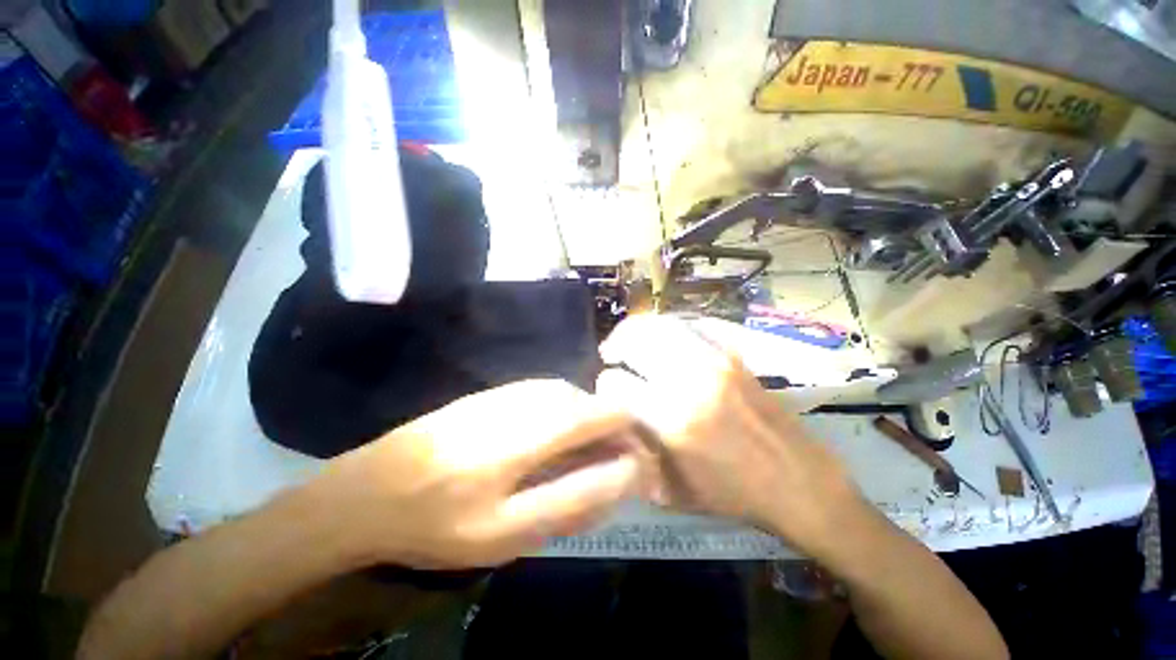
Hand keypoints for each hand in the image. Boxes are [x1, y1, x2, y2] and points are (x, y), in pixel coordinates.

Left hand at [312, 380, 643, 568]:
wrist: (366, 492)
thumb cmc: (436, 522)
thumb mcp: (507, 532)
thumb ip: (572, 499)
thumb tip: (624, 474)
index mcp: (532, 430)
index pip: (603, 412)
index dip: (628, 432)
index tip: (632, 460)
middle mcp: (525, 398)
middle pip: (588, 401)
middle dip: (607, 429)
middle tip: (603, 466)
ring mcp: (506, 392)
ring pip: (566, 394)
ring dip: (583, 419)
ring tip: (579, 455)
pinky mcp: (491, 394)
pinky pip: (542, 394)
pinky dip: (560, 412)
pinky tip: (547, 439)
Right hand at [596, 315, 862, 557]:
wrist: (797, 482)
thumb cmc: (730, 494)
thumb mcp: (668, 490)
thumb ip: (632, 449)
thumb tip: (612, 416)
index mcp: (672, 420)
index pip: (615, 382)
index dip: (604, 387)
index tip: (609, 394)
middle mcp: (691, 381)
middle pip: (634, 339)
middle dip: (615, 346)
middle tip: (611, 355)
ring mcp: (715, 361)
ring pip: (660, 324)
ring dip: (637, 329)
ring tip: (630, 340)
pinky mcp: (732, 354)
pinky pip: (689, 325)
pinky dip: (666, 327)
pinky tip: (662, 340)